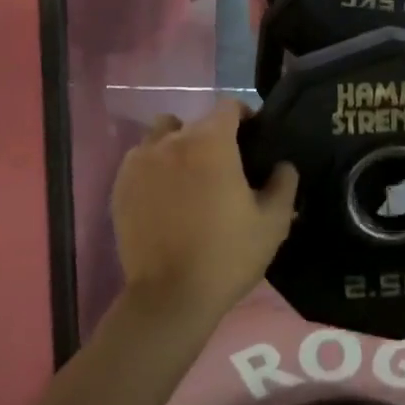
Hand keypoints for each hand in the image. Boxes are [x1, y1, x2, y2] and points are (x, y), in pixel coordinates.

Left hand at [112, 101, 298, 324]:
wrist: (170, 298)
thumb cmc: (227, 255)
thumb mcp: (273, 222)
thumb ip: (284, 183)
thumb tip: (282, 165)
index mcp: (211, 141)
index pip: (228, 106)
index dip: (244, 117)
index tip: (252, 139)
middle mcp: (173, 140)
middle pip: (196, 122)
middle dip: (213, 136)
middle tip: (224, 168)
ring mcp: (141, 161)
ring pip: (162, 134)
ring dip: (177, 145)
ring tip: (188, 175)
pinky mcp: (121, 185)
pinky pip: (140, 159)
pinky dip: (154, 167)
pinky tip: (164, 195)